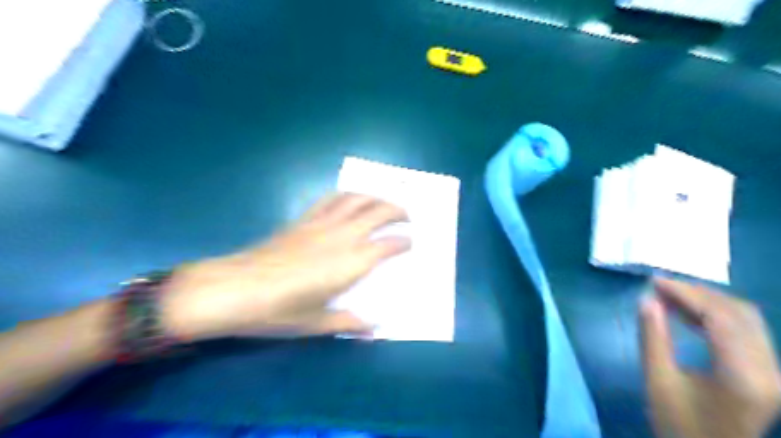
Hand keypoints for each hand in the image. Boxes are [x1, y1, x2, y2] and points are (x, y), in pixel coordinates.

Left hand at [162, 193, 410, 340]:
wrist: (234, 289)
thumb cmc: (277, 311)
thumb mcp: (316, 324)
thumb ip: (348, 323)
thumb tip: (374, 329)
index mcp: (350, 263)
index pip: (387, 245)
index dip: (403, 242)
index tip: (410, 244)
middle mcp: (341, 237)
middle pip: (378, 212)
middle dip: (398, 211)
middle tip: (407, 217)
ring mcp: (321, 224)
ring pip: (357, 199)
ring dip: (376, 197)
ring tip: (384, 203)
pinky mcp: (302, 220)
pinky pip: (330, 199)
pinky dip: (347, 195)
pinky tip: (350, 200)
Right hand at [640, 277, 780, 437]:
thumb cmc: (679, 425)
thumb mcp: (658, 381)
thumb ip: (653, 338)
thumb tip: (647, 300)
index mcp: (742, 376)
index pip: (719, 317)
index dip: (686, 293)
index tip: (654, 281)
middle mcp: (769, 371)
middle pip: (739, 313)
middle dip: (697, 292)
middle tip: (660, 285)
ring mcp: (773, 373)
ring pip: (746, 319)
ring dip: (707, 301)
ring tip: (670, 295)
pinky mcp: (767, 374)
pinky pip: (745, 332)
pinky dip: (716, 316)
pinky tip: (688, 313)